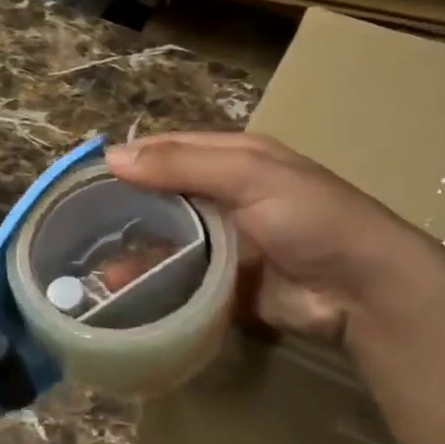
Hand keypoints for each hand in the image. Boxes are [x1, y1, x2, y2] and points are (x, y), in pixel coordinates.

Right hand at [108, 132, 444, 344]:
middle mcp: (228, 197)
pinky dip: (156, 284)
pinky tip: (125, 292)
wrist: (363, 289)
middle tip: (80, 230)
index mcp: (236, 160)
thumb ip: (182, 164)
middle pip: (166, 199)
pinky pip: (184, 280)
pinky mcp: (228, 284)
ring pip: (171, 242)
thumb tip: (112, 156)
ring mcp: (228, 244)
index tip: (85, 181)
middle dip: (128, 212)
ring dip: (137, 252)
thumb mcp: (249, 175)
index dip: (131, 161)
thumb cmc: (311, 217)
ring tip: (95, 269)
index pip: (171, 151)